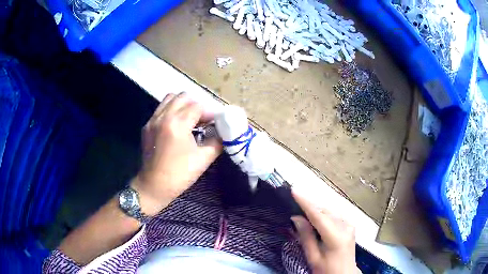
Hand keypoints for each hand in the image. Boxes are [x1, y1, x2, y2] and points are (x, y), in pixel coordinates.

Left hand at [132, 93, 221, 215]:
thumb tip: (223, 133)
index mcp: (177, 124)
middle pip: (183, 97)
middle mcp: (163, 116)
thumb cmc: (179, 174)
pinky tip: (177, 124)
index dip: (210, 112)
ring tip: (189, 118)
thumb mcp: (203, 159)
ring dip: (182, 104)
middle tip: (203, 119)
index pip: (197, 106)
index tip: (217, 121)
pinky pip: (161, 109)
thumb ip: (217, 142)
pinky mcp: (147, 126)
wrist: (154, 186)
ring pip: (169, 99)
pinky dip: (171, 110)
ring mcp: (153, 120)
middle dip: (196, 105)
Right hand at [291, 190, 359, 273]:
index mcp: (336, 237)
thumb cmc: (326, 269)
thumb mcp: (313, 257)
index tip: (294, 190)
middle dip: (310, 207)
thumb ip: (306, 237)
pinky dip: (324, 215)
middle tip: (294, 207)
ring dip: (316, 211)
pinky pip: (334, 215)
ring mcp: (350, 225)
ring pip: (330, 211)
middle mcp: (346, 226)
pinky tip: (316, 220)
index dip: (305, 202)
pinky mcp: (350, 226)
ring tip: (303, 215)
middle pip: (325, 211)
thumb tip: (296, 217)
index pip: (318, 216)